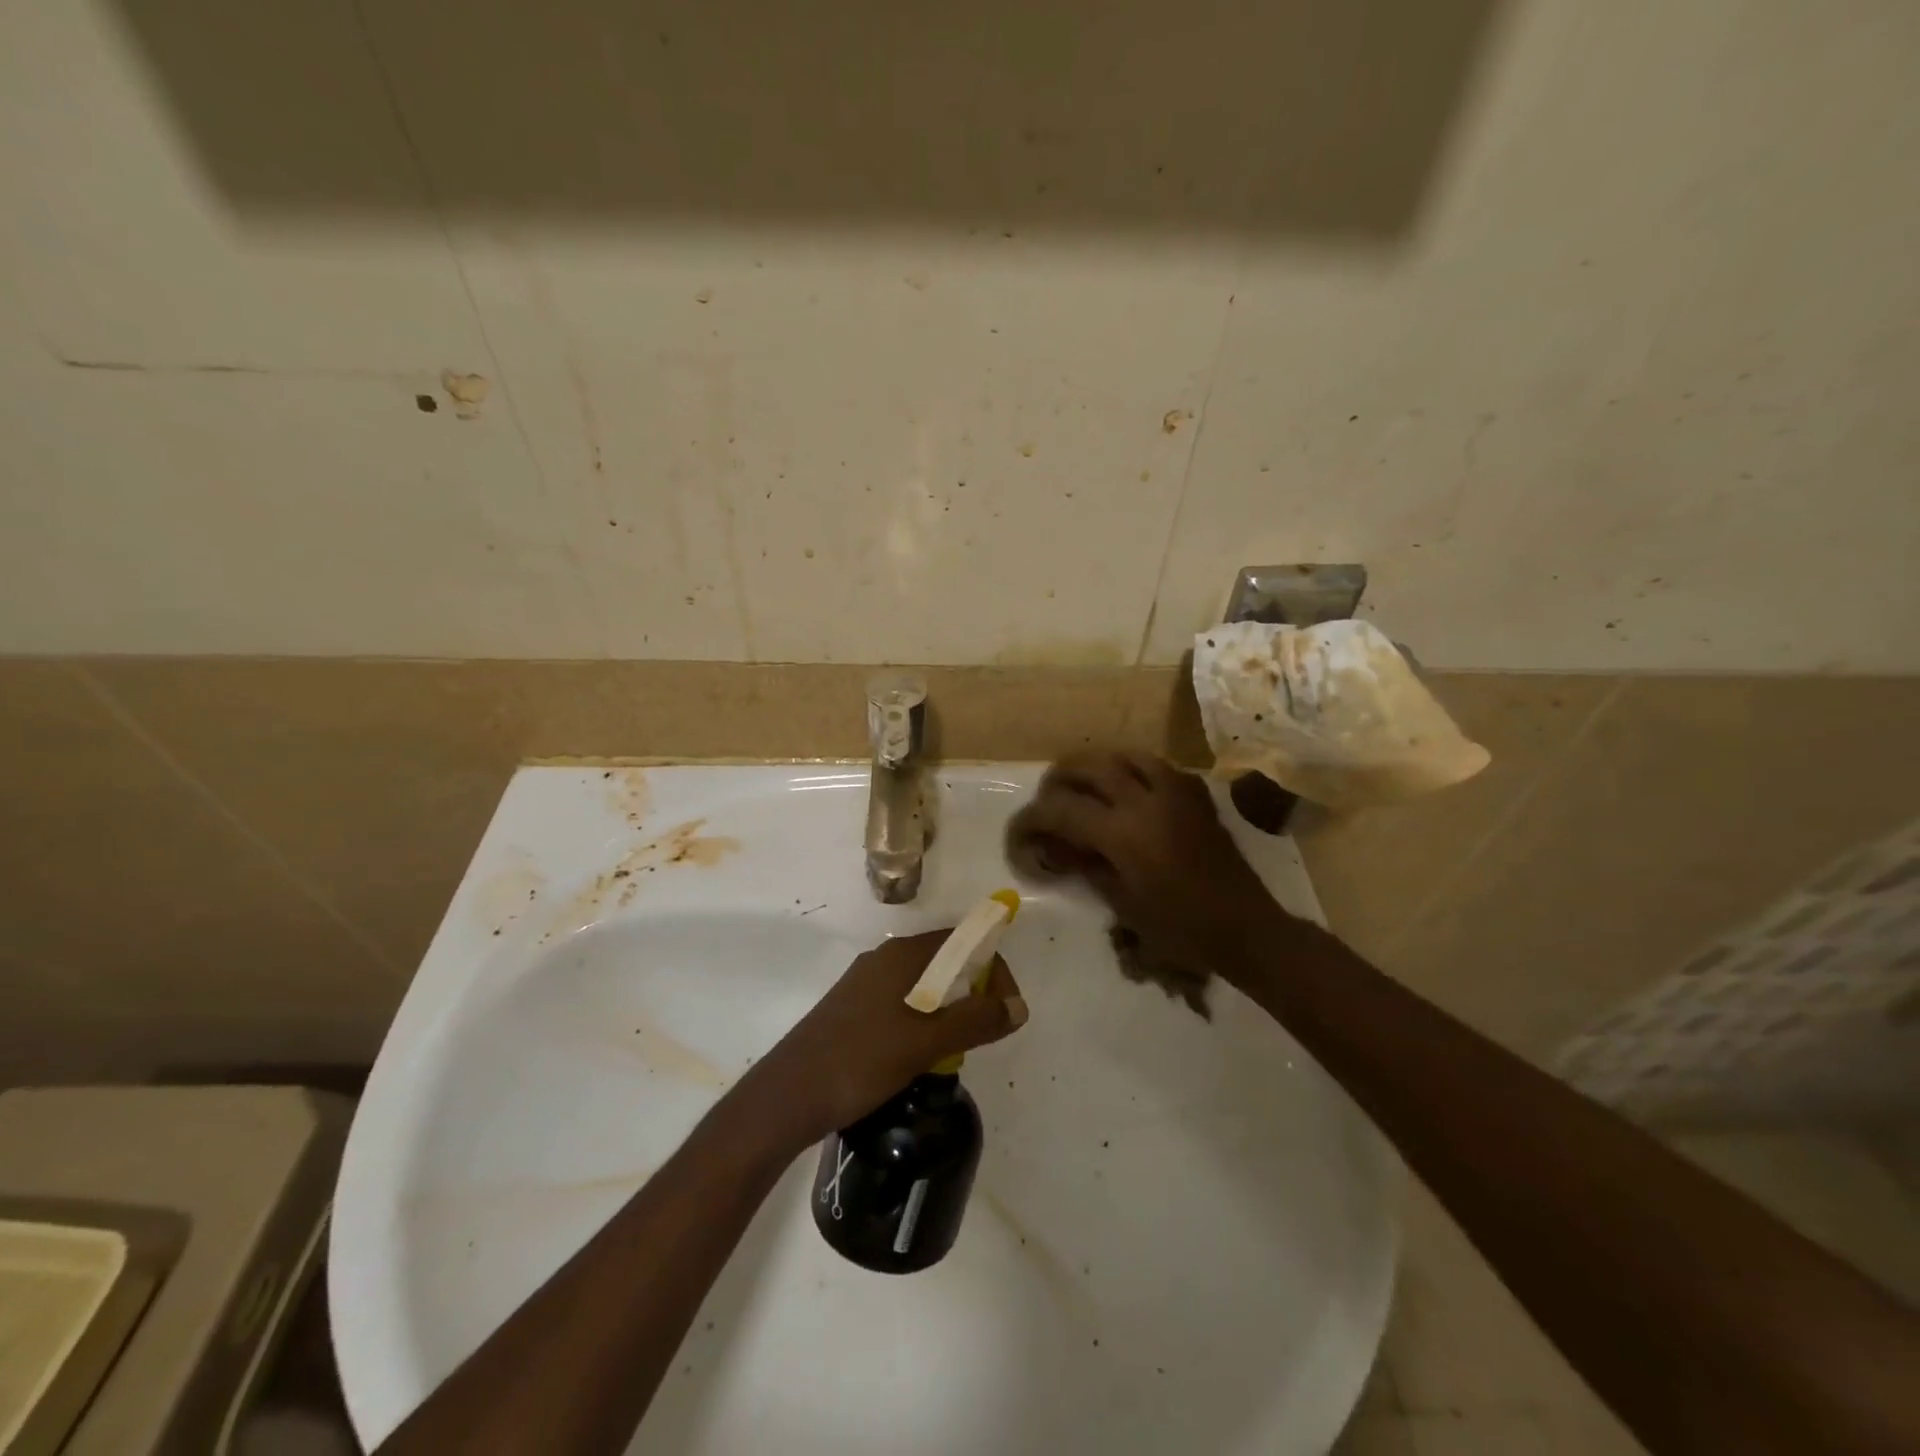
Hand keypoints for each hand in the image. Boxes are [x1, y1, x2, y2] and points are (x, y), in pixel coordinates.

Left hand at [744, 930, 1027, 1147]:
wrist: (787, 1096)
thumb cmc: (859, 1061)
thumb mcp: (925, 1043)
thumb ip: (974, 1020)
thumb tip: (1019, 1006)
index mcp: (901, 955)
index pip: (963, 941)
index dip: (993, 968)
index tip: (1005, 1010)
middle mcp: (884, 959)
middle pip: (945, 960)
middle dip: (973, 991)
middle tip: (983, 1033)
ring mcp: (865, 984)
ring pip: (924, 985)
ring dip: (949, 1009)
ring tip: (955, 1049)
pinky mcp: (853, 1009)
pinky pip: (903, 1002)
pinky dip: (925, 1020)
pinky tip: (921, 1055)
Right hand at [1006, 750, 1291, 974]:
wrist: (1244, 925)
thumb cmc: (1180, 927)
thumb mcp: (1122, 902)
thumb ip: (1086, 866)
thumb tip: (1058, 848)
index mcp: (1123, 832)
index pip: (1062, 810)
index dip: (1032, 818)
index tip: (1019, 830)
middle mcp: (1145, 799)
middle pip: (1088, 767)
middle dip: (1059, 779)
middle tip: (1047, 798)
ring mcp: (1174, 790)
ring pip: (1122, 756)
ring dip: (1095, 767)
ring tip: (1083, 786)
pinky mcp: (1194, 793)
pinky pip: (1154, 766)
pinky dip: (1130, 771)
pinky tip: (1126, 791)